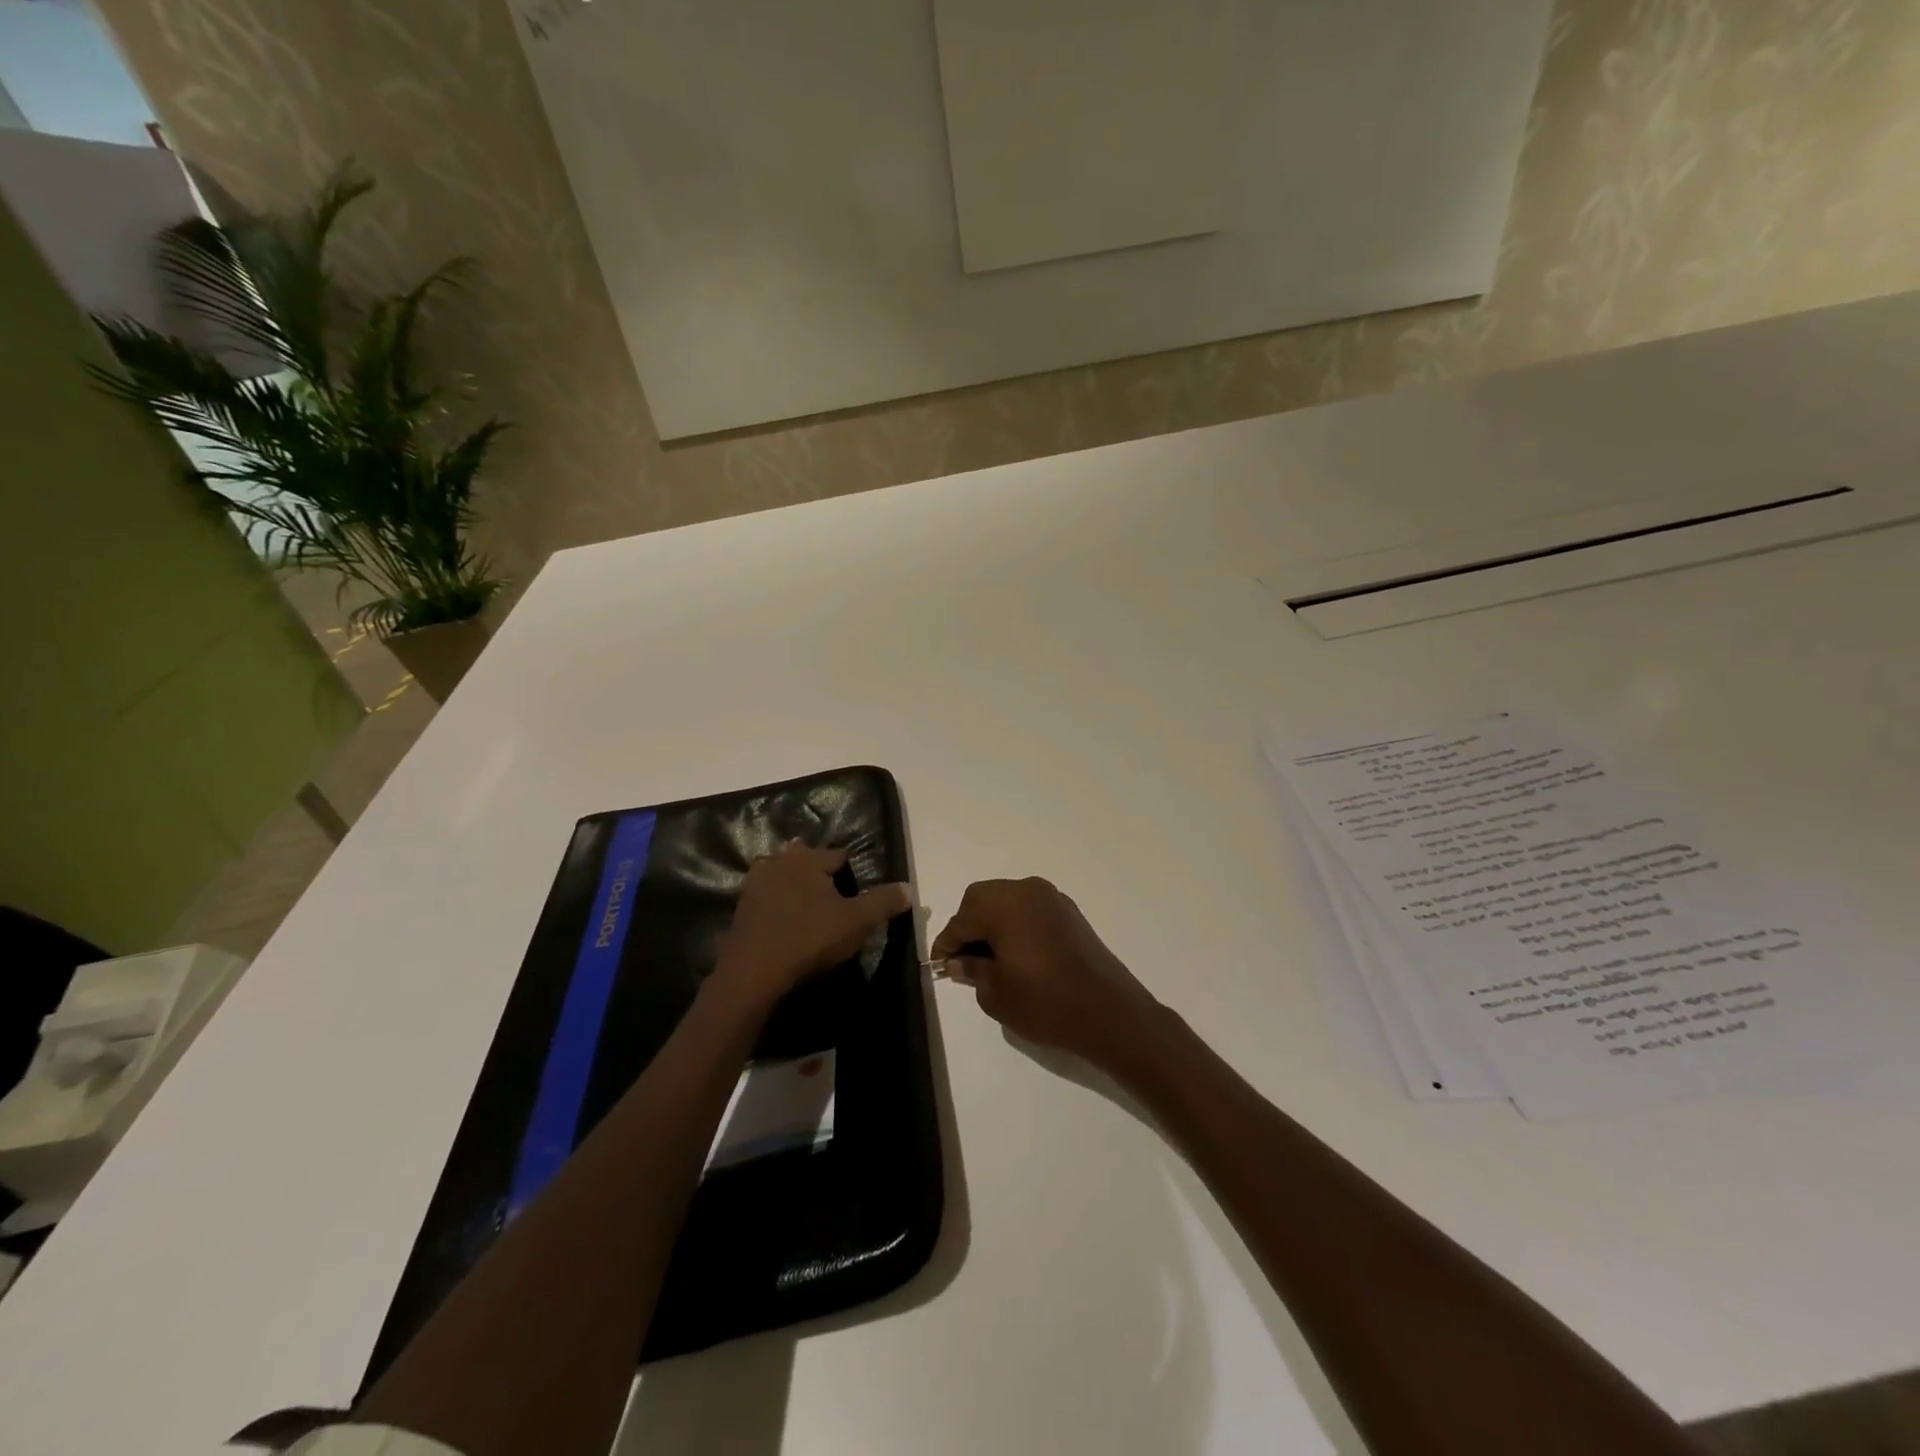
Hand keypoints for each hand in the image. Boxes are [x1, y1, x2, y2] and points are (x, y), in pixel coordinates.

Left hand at [712, 842, 911, 1013]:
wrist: (753, 970)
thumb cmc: (810, 938)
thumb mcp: (857, 922)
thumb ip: (883, 902)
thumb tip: (908, 888)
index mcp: (810, 859)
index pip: (838, 855)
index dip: (851, 869)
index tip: (857, 885)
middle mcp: (781, 862)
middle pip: (804, 856)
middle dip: (816, 866)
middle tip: (830, 885)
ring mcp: (756, 882)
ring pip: (781, 871)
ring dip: (792, 878)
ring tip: (805, 895)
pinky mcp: (741, 906)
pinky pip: (764, 892)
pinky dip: (774, 898)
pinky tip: (781, 912)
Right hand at [932, 878, 1164, 1075]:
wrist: (1109, 1013)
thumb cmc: (1046, 1003)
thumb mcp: (996, 993)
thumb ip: (972, 970)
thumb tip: (959, 961)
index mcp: (1004, 905)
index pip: (961, 919)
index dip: (946, 944)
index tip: (940, 966)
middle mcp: (1027, 890)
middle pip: (982, 899)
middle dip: (968, 926)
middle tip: (964, 960)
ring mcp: (1052, 898)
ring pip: (1007, 900)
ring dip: (992, 923)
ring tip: (989, 959)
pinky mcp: (1069, 912)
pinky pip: (1030, 909)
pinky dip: (1016, 924)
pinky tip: (1016, 954)